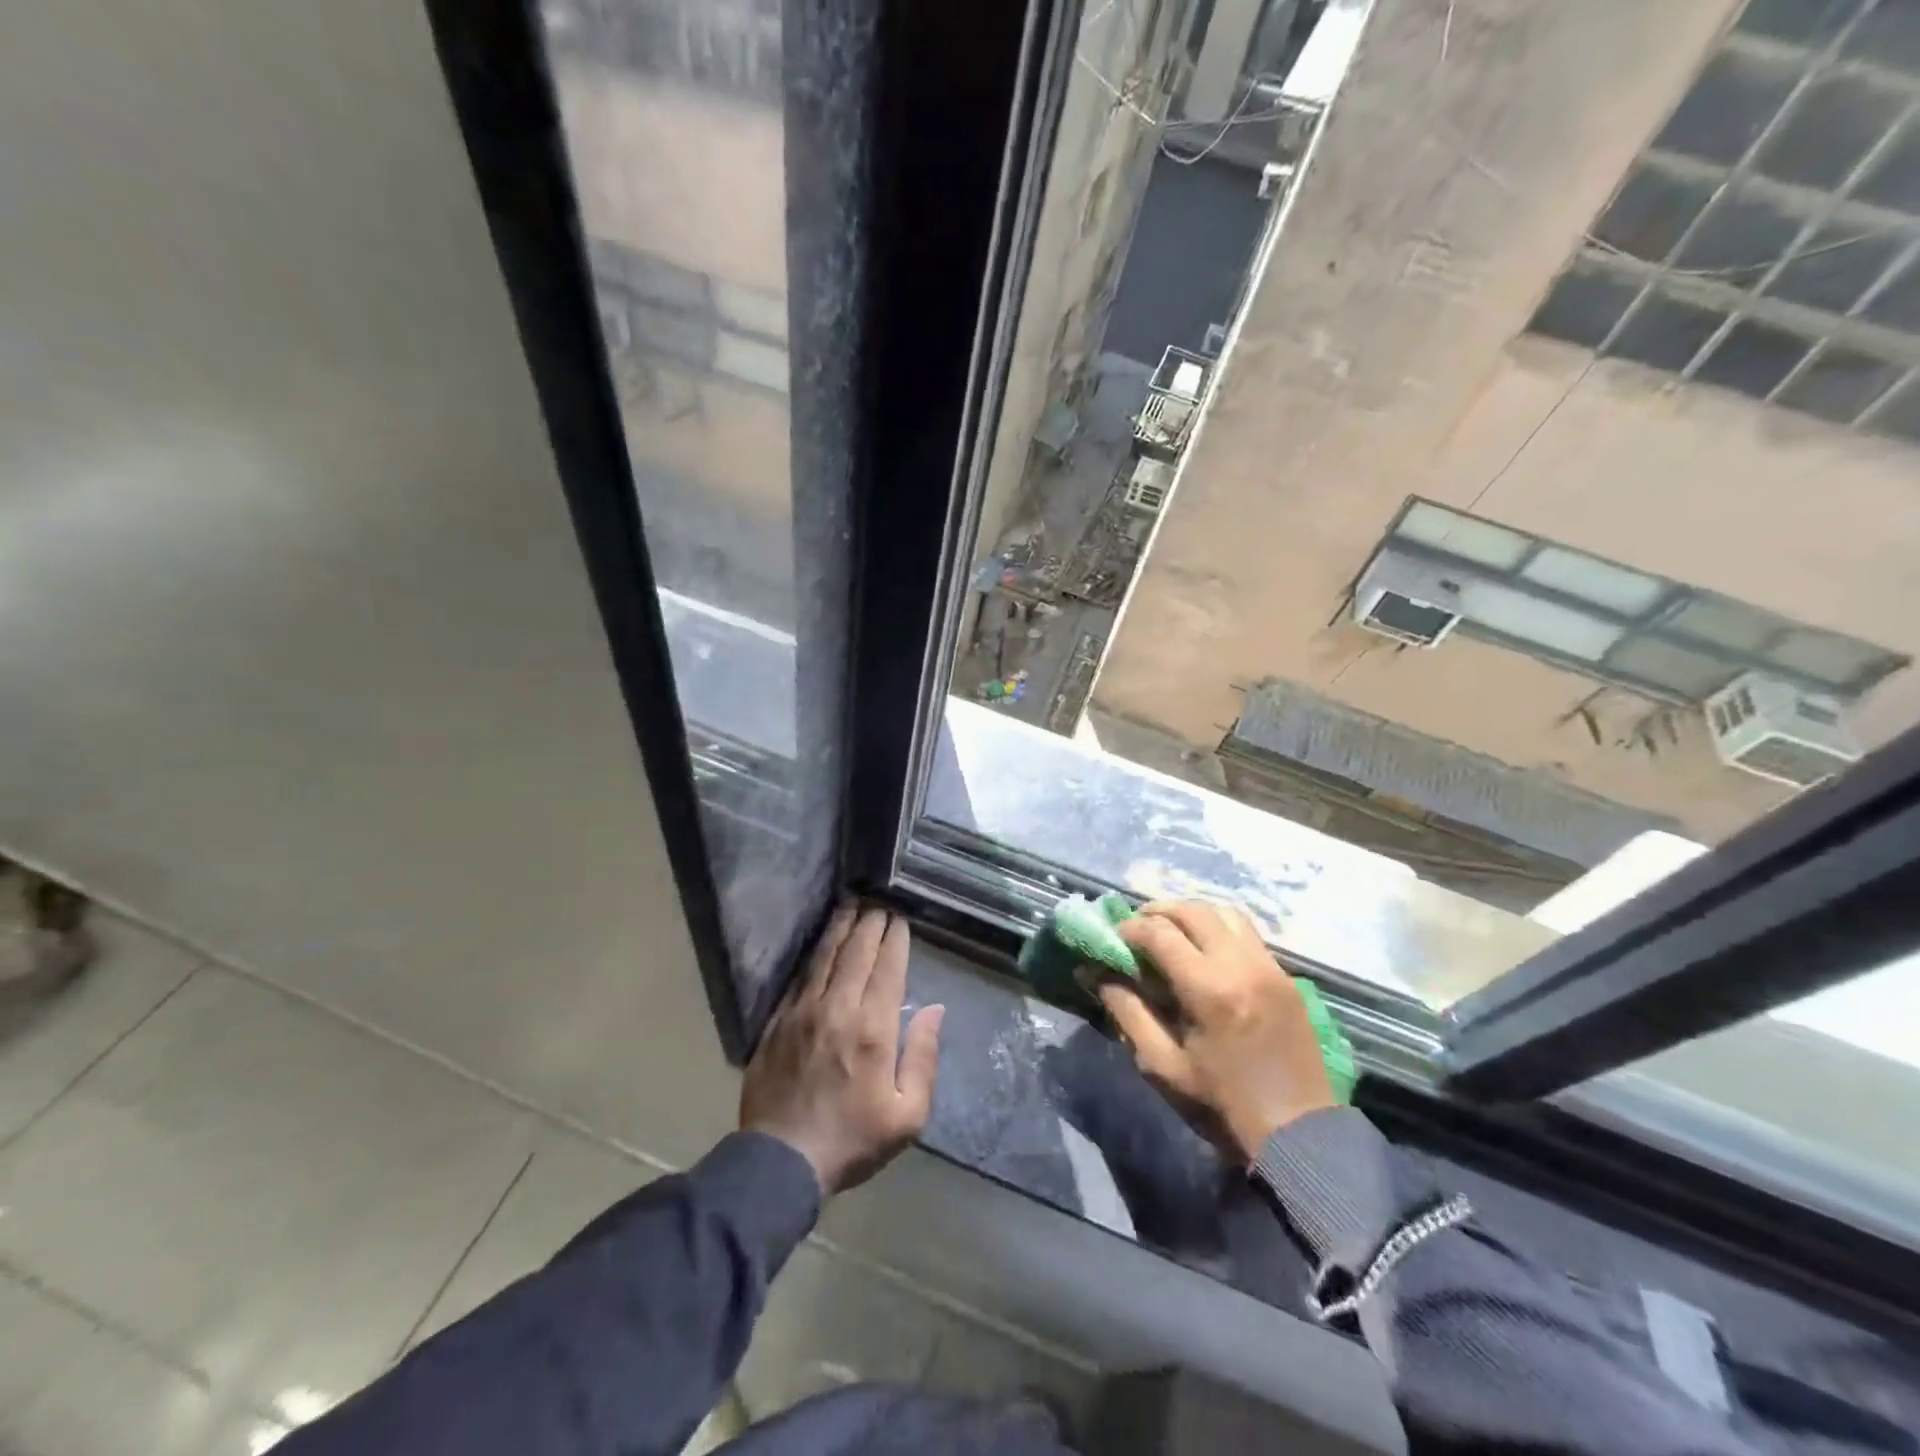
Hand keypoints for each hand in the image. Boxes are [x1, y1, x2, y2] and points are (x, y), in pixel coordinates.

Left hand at [740, 902, 944, 1195]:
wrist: (781, 1162)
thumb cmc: (853, 1140)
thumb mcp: (907, 1115)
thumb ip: (923, 1058)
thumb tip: (935, 1010)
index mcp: (873, 1029)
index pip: (887, 969)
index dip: (895, 939)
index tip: (900, 919)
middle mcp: (838, 1009)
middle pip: (856, 953)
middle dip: (870, 923)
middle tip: (878, 901)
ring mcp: (803, 1012)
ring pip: (825, 957)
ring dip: (840, 928)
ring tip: (850, 904)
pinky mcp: (778, 1022)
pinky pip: (800, 977)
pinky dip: (814, 955)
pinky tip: (820, 943)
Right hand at [1098, 900, 1334, 1165]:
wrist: (1300, 1130)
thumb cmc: (1223, 1103)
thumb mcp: (1163, 1065)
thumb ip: (1128, 1013)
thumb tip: (1099, 976)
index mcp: (1209, 990)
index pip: (1161, 933)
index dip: (1131, 928)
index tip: (1115, 937)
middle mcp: (1241, 965)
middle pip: (1193, 910)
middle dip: (1159, 911)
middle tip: (1138, 927)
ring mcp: (1269, 966)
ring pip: (1224, 911)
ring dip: (1191, 913)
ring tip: (1171, 930)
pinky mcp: (1285, 975)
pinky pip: (1246, 932)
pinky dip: (1218, 927)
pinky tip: (1204, 949)